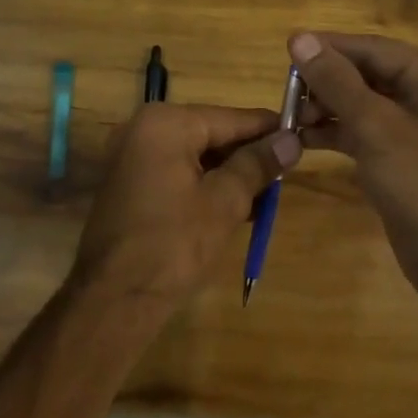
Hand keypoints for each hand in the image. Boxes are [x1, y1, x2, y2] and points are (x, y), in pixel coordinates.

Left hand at [71, 103, 301, 316]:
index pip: (230, 118)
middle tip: (287, 173)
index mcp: (166, 123)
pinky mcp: (130, 182)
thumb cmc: (173, 243)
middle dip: (249, 155)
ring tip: (267, 196)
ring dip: (230, 174)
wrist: (114, 298)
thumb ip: (258, 164)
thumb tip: (292, 141)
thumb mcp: (225, 202)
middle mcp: (144, 128)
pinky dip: (205, 185)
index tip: (303, 134)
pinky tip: (236, 207)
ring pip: (196, 155)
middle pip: (212, 134)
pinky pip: (178, 171)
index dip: (269, 129)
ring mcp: (133, 155)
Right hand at [289, 32, 417, 303]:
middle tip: (285, 93)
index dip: (329, 47)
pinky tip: (302, 138)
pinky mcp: (402, 157)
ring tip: (290, 118)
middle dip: (325, 82)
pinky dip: (335, 133)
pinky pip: (364, 132)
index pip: (373, 48)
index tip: (286, 49)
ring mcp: (416, 128)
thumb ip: (336, 80)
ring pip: (362, 104)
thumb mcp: (376, 127)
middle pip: (367, 74)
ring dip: (326, 108)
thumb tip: (300, 38)